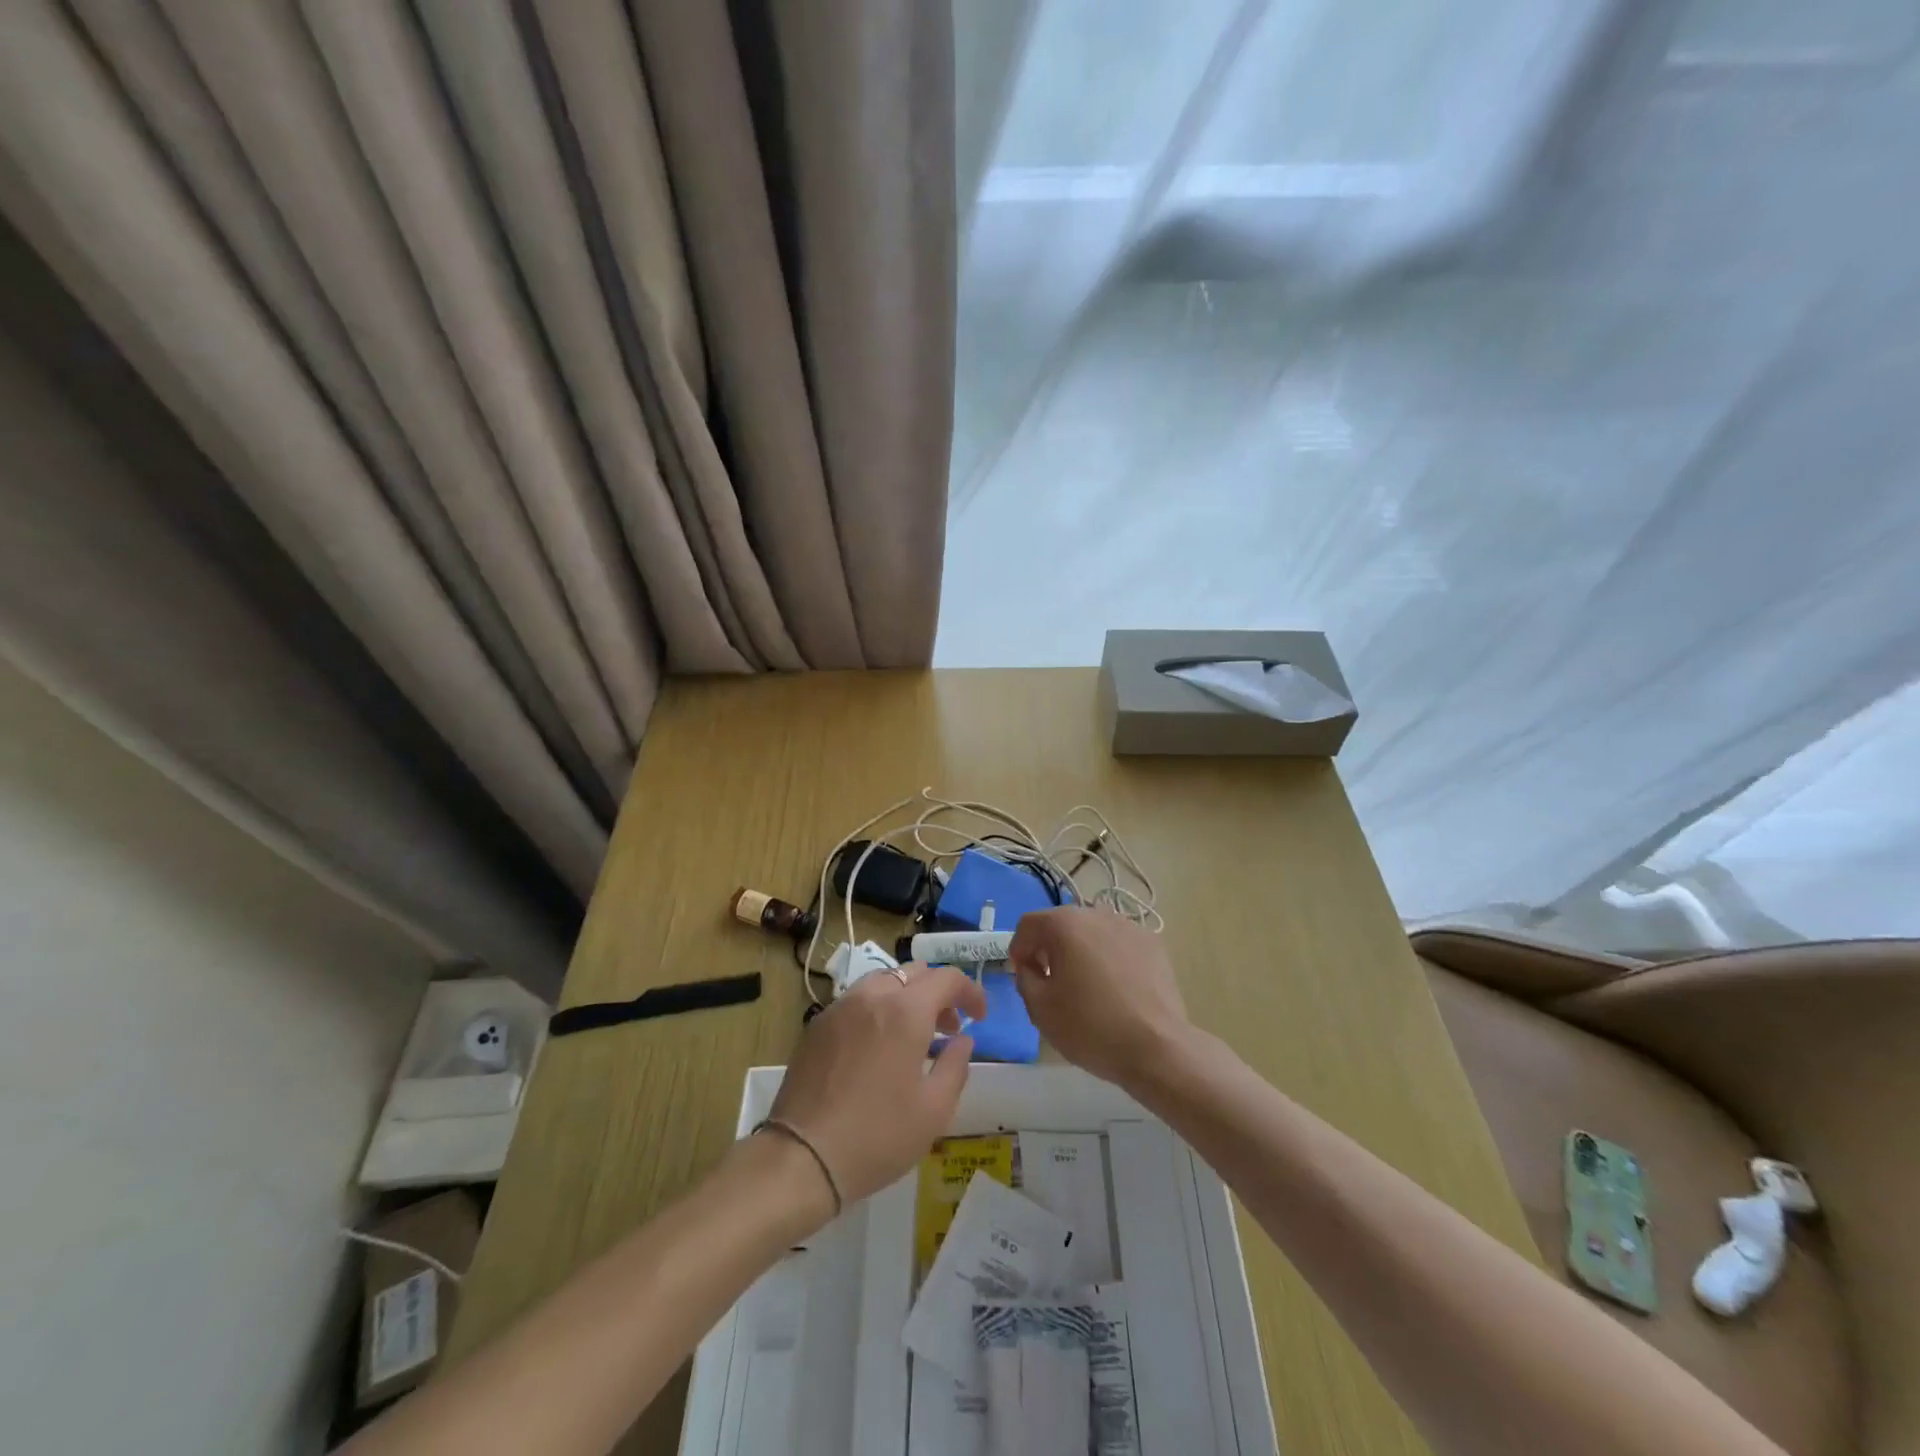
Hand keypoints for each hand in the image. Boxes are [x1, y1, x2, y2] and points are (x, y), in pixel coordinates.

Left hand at [766, 963, 987, 1208]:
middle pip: (915, 972)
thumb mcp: (934, 1110)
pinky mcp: (817, 1025)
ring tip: (913, 1035)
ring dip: (907, 997)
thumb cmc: (878, 1136)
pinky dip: (878, 1009)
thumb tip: (962, 1041)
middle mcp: (873, 996)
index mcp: (906, 1011)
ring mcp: (841, 1007)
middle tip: (948, 1028)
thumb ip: (955, 1066)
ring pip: (883, 981)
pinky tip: (877, 1046)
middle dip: (939, 992)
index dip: (970, 991)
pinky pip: (857, 1000)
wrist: (802, 1156)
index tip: (980, 1017)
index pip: (947, 978)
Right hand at [1008, 907, 1189, 1090]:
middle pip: (1061, 924)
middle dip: (1050, 948)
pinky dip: (1109, 958)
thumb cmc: (1090, 1027)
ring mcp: (1129, 926)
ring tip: (1086, 986)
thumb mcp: (1039, 1008)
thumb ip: (1025, 978)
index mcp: (1064, 924)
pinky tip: (1115, 989)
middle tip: (1050, 981)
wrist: (1157, 1047)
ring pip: (1092, 932)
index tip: (1022, 976)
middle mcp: (1096, 914)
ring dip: (1080, 951)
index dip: (1018, 949)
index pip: (1028, 924)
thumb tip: (1032, 966)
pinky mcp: (1153, 943)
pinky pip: (1119, 944)